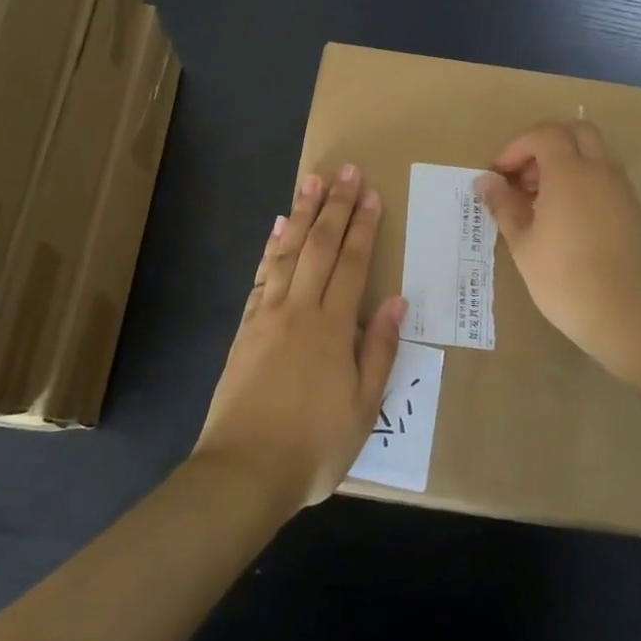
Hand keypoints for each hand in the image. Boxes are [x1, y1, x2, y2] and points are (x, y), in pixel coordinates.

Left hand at [193, 165, 406, 514]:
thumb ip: (378, 350)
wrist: (244, 470)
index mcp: (333, 327)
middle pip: (320, 246)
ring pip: (288, 251)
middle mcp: (300, 309)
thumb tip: (395, 300)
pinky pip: (261, 275)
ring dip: (302, 213)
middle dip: (335, 206)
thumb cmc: (314, 445)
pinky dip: (271, 248)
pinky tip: (278, 228)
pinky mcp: (245, 326)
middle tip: (345, 170)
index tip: (370, 194)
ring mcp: (268, 314)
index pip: (353, 263)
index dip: (363, 226)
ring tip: (312, 181)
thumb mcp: (364, 408)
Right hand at [474, 121, 640, 383]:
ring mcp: (622, 191)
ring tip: (540, 201)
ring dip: (566, 162)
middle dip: (546, 144)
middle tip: (525, 176)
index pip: (544, 134)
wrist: (628, 316)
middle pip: (576, 131)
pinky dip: (583, 181)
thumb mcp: (522, 243)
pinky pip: (606, 178)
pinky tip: (566, 219)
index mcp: (570, 172)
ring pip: (595, 154)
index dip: (517, 147)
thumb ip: (503, 204)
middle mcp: (600, 171)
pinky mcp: (634, 212)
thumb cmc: (565, 278)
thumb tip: (485, 181)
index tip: (499, 174)